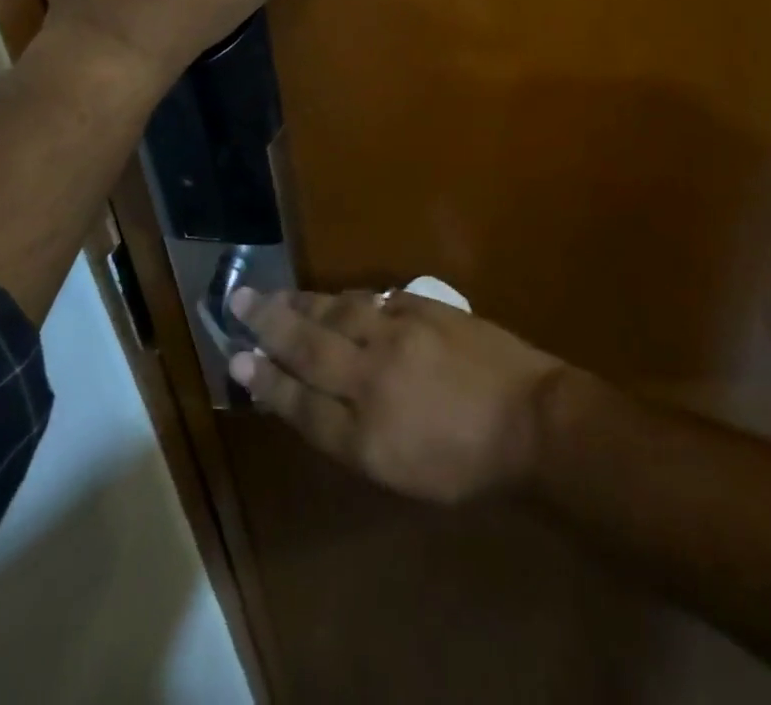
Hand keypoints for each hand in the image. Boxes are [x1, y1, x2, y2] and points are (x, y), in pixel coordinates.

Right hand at [228, 287, 566, 504]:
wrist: (532, 420)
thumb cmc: (467, 466)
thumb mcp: (402, 475)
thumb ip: (353, 436)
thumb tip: (315, 400)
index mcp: (365, 435)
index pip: (300, 403)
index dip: (266, 381)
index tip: (238, 358)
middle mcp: (373, 378)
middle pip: (309, 346)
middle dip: (269, 323)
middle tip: (238, 300)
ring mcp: (400, 335)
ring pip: (338, 312)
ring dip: (304, 303)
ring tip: (277, 295)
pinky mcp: (424, 309)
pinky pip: (374, 300)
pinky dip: (348, 300)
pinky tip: (335, 298)